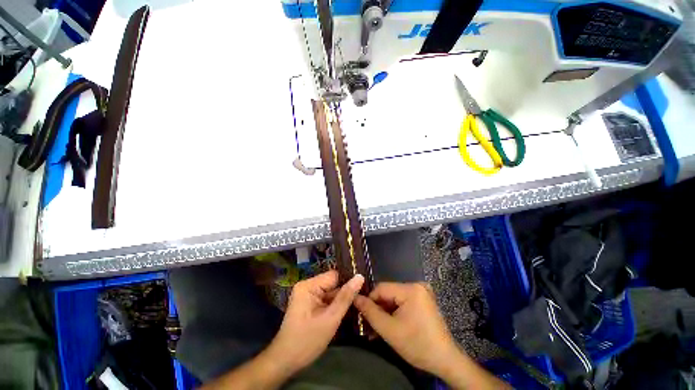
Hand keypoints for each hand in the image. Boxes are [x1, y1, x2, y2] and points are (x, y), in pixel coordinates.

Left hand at [267, 270, 363, 372]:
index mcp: (309, 285)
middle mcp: (307, 285)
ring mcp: (307, 294)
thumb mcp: (330, 319)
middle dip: (344, 293)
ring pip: (331, 292)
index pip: (334, 276)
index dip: (348, 282)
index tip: (363, 289)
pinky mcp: (309, 303)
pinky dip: (334, 306)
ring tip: (356, 305)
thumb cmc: (307, 341)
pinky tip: (344, 311)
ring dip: (340, 300)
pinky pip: (326, 299)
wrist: (285, 362)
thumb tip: (360, 276)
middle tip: (361, 301)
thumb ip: (346, 297)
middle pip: (332, 284)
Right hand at [353, 282, 459, 375]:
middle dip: (378, 309)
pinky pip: (403, 302)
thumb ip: (370, 312)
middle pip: (388, 294)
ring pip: (394, 299)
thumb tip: (355, 297)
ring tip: (377, 329)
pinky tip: (389, 325)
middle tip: (369, 326)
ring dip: (385, 312)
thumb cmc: (417, 344)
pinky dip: (395, 313)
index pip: (381, 288)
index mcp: (410, 289)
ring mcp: (421, 293)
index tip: (362, 315)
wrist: (445, 360)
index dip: (369, 300)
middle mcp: (417, 285)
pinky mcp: (423, 300)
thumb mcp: (389, 330)